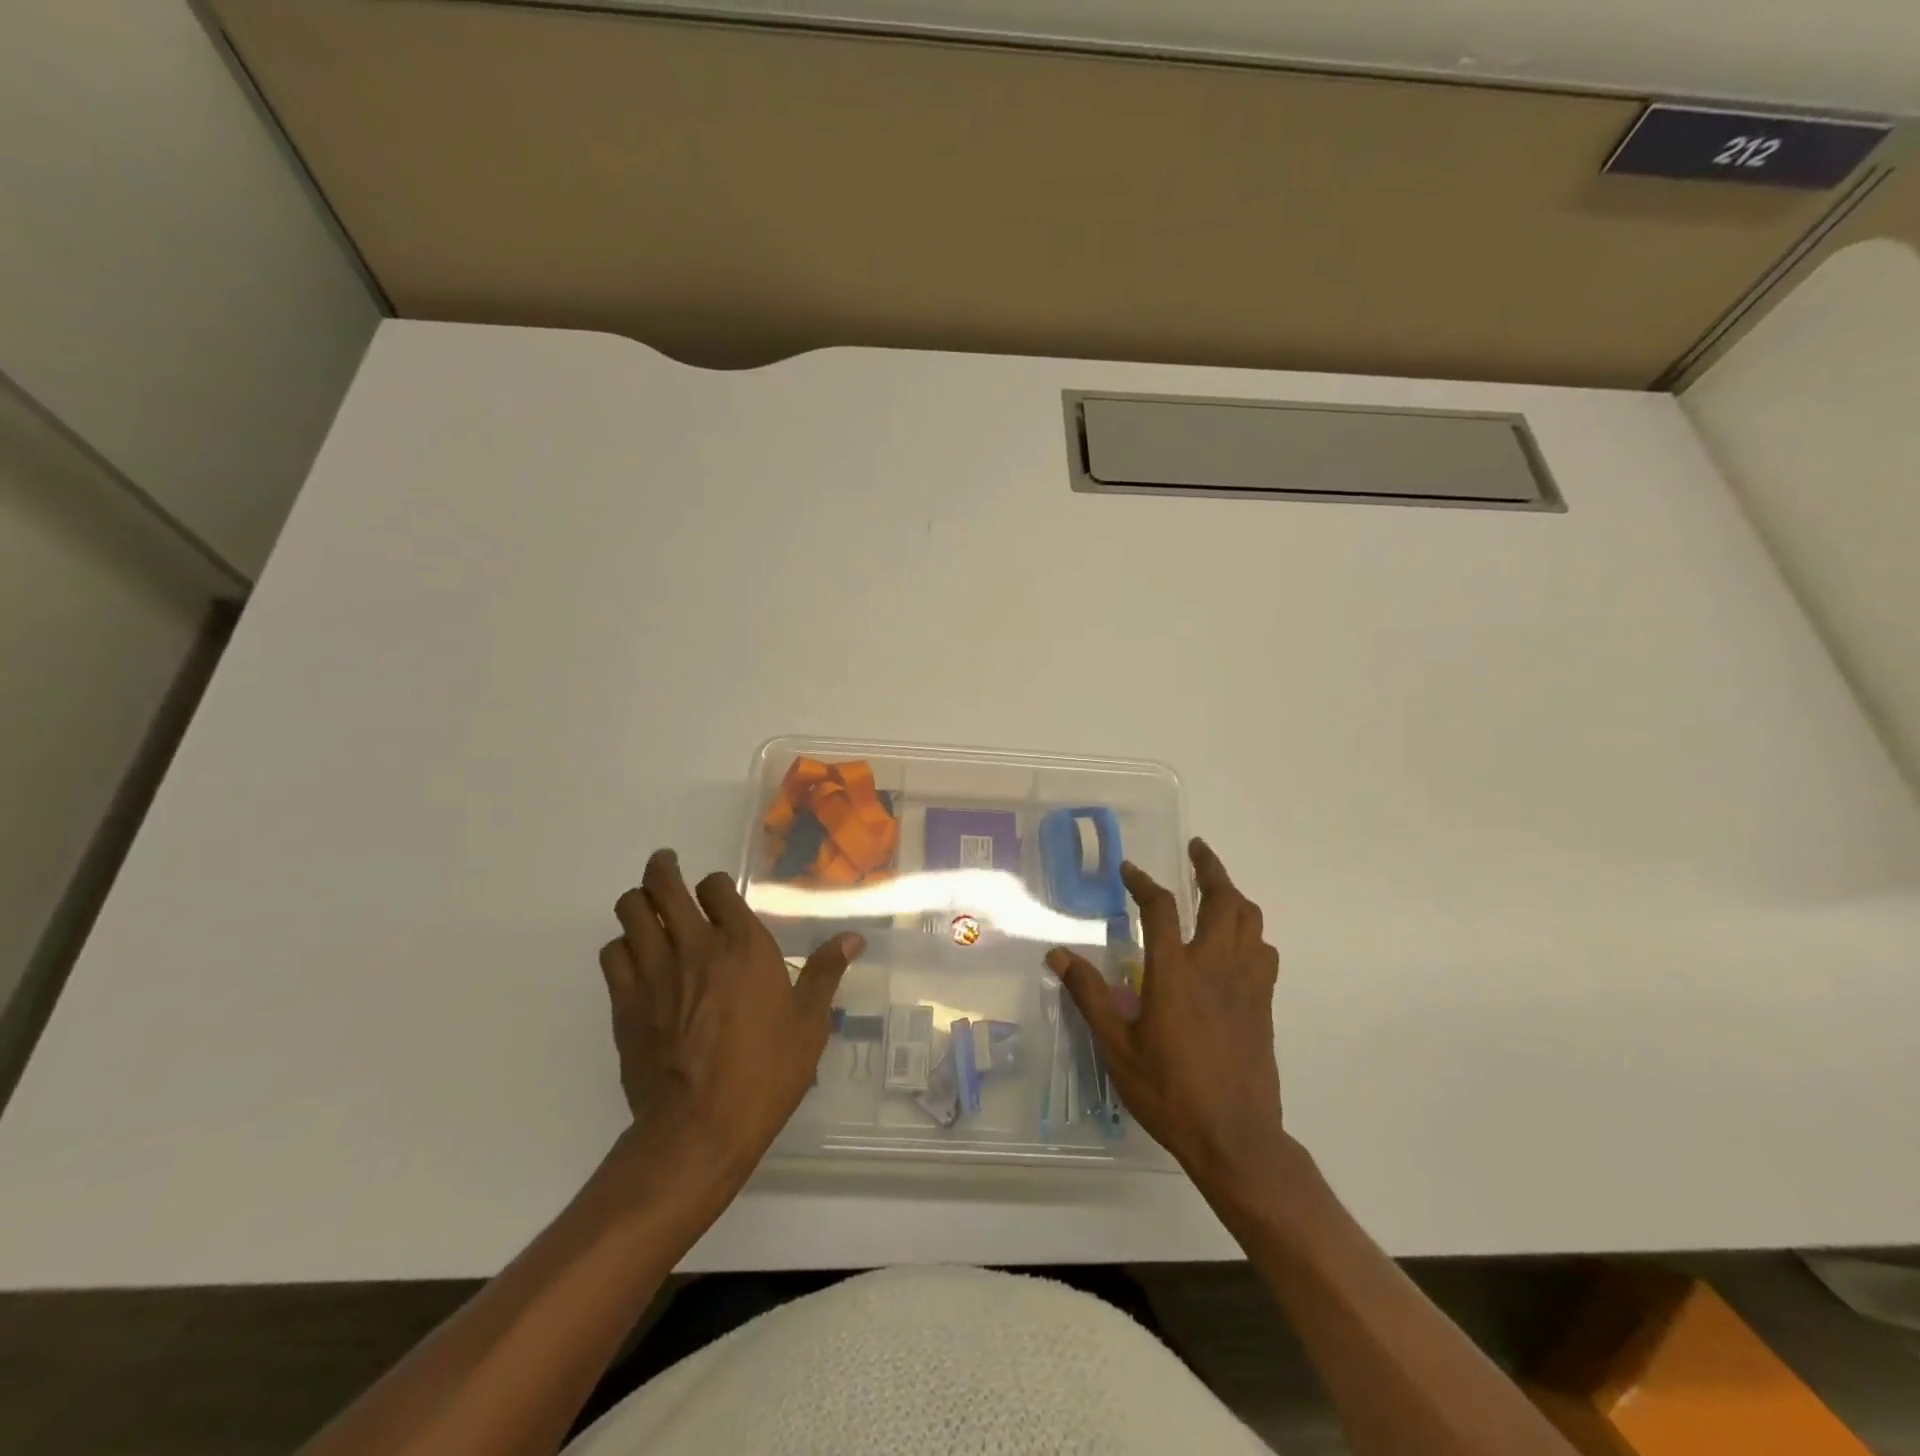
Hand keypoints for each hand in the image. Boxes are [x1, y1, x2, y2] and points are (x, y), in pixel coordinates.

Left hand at [599, 849, 863, 1191]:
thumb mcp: (810, 1023)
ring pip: (631, 911)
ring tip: (645, 904)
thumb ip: (826, 972)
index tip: (716, 892)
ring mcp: (654, 972)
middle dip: (663, 869)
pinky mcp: (625, 1002)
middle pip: (664, 886)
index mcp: (743, 944)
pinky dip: (621, 945)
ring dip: (638, 901)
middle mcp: (695, 946)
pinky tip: (632, 955)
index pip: (716, 887)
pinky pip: (611, 953)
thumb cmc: (766, 1072)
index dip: (714, 884)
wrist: (700, 1127)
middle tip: (665, 865)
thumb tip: (853, 938)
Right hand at [1046, 838, 1291, 1197]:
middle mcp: (1215, 967)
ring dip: (1234, 896)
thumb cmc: (1169, 1092)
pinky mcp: (1263, 1004)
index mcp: (1175, 973)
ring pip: (1251, 921)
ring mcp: (1246, 984)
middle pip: (1223, 900)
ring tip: (1216, 889)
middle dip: (1210, 868)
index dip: (1143, 882)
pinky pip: (1264, 952)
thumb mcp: (1117, 1047)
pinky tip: (1237, 943)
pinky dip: (1251, 933)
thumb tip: (1058, 955)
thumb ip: (1089, 996)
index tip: (1129, 869)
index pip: (1161, 908)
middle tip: (1197, 850)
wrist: (1235, 1138)